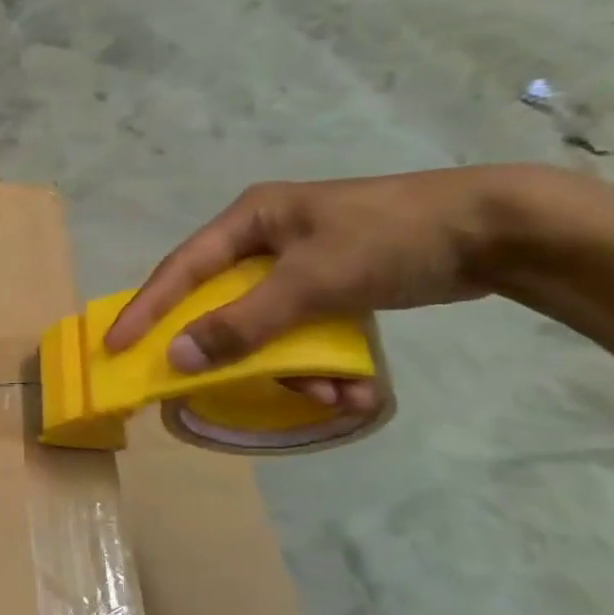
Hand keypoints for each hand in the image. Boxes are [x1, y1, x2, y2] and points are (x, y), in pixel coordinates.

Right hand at [103, 170, 511, 409]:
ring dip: (291, 366)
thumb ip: (241, 322)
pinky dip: (321, 361)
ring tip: (329, 394)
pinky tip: (354, 386)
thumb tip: (176, 357)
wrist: (498, 231)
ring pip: (267, 326)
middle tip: (210, 385)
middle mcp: (266, 239)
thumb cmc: (389, 240)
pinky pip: (304, 331)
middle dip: (234, 351)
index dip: (146, 309)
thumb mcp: (310, 283)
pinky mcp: (332, 285)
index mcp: (250, 220)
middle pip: (222, 303)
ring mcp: (299, 263)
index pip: (181, 269)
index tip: (114, 346)